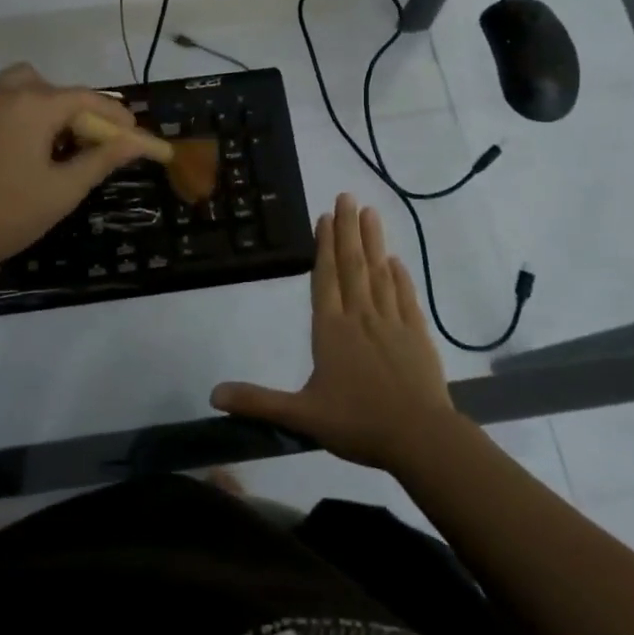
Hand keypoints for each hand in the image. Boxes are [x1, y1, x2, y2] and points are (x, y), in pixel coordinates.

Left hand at [0, 63, 157, 286]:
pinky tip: (11, 150)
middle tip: (85, 144)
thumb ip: (102, 159)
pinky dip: (11, 113)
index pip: (85, 98)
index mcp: (32, 106)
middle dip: (74, 109)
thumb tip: (138, 142)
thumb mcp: (62, 191)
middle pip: (51, 87)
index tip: (132, 132)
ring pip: (18, 86)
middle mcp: (1, 92)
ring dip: (40, 105)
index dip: (113, 114)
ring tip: (46, 143)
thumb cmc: (5, 217)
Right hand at [211, 193, 461, 472]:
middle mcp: (361, 317)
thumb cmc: (357, 424)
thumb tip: (213, 394)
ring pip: (380, 273)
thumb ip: (258, 401)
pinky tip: (396, 261)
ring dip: (374, 242)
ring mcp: (392, 323)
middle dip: (348, 229)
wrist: (419, 438)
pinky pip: (405, 296)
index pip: (326, 279)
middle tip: (347, 196)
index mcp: (332, 331)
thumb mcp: (301, 416)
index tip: (325, 216)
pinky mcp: (417, 334)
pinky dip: (400, 276)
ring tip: (370, 212)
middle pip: (353, 265)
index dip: (324, 246)